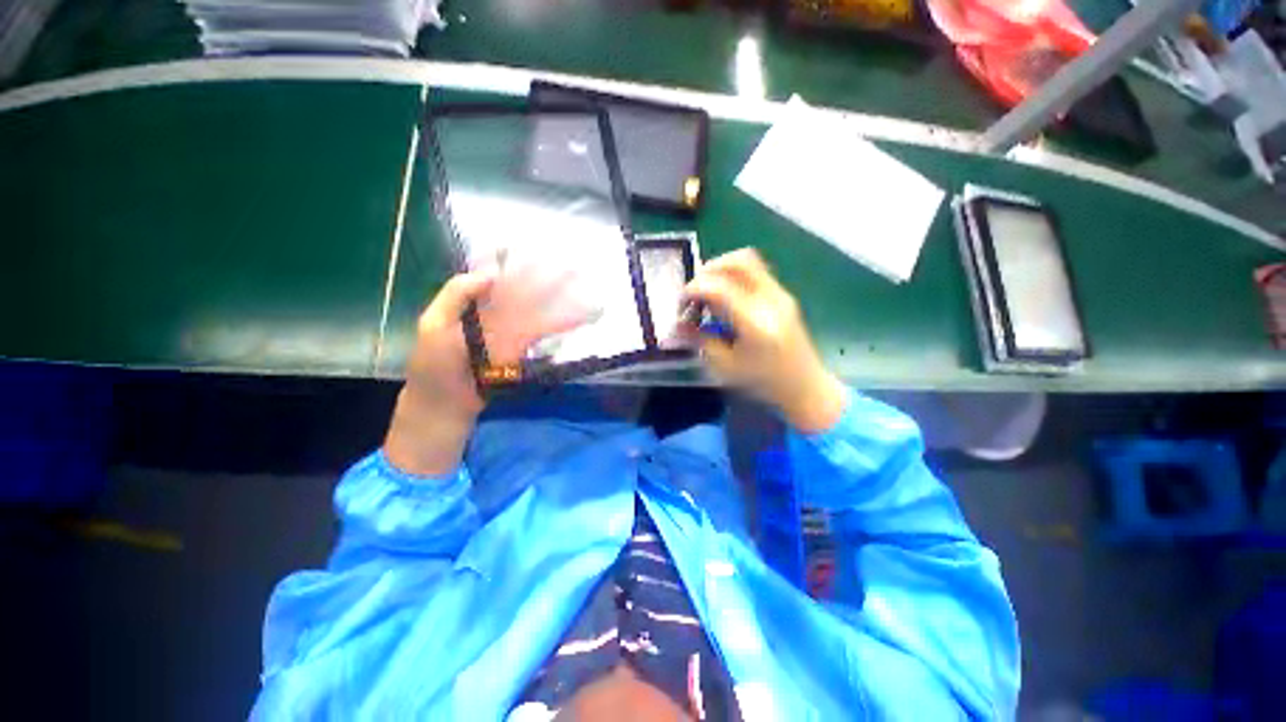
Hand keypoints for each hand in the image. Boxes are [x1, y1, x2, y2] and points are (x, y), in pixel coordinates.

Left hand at [385, 267, 587, 475]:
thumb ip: (457, 295)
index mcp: (474, 301)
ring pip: (540, 310)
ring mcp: (512, 331)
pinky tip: (578, 319)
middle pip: (526, 290)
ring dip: (562, 302)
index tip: (537, 248)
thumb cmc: (433, 365)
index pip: (498, 273)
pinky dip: (561, 326)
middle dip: (548, 278)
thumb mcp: (433, 325)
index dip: (516, 259)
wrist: (445, 404)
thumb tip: (491, 273)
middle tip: (574, 267)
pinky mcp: (522, 350)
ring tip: (585, 294)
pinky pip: (544, 333)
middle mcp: (496, 311)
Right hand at [683, 249, 845, 432]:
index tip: (681, 304)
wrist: (805, 387)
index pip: (719, 287)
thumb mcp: (725, 367)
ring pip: (748, 260)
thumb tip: (676, 325)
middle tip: (694, 292)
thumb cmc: (763, 383)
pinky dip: (733, 276)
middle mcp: (771, 300)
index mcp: (755, 322)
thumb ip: (700, 340)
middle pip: (737, 261)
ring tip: (707, 293)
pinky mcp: (783, 295)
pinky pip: (754, 271)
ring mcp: (780, 294)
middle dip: (708, 270)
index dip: (693, 289)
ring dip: (721, 269)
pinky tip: (725, 299)